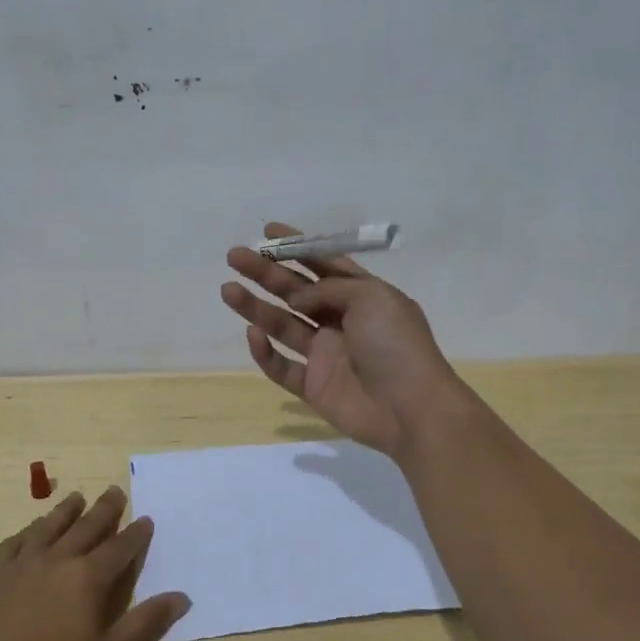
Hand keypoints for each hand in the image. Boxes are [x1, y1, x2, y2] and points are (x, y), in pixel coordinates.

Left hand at [0, 487, 189, 640]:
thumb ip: (145, 624)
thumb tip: (182, 596)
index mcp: (88, 578)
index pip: (119, 548)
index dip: (136, 534)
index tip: (146, 519)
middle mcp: (58, 559)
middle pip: (86, 526)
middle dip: (105, 509)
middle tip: (115, 491)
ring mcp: (22, 564)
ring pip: (49, 526)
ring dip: (66, 510)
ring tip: (77, 498)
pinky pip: (15, 542)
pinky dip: (28, 531)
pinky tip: (30, 530)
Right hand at [221, 220, 467, 455]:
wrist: (411, 408)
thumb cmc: (396, 344)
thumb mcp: (371, 297)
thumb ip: (328, 289)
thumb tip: (297, 298)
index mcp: (361, 296)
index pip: (324, 264)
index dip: (297, 247)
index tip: (267, 232)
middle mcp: (340, 321)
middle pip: (295, 292)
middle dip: (265, 273)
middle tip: (235, 256)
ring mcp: (325, 355)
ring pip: (282, 325)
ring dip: (255, 307)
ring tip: (228, 289)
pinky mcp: (313, 386)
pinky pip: (282, 367)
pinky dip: (265, 353)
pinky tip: (253, 334)